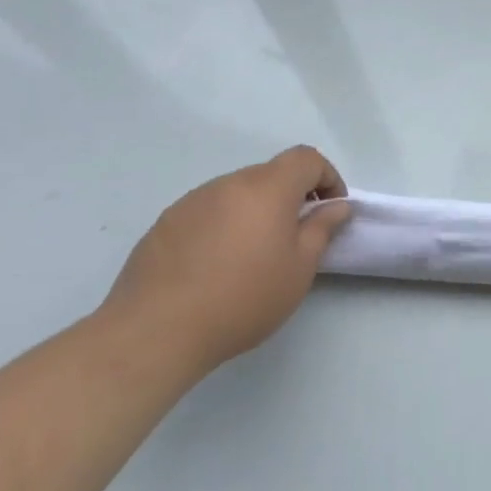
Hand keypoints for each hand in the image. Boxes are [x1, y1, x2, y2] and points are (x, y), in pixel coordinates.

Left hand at [101, 146, 350, 375]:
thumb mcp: (299, 269)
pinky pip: (208, 212)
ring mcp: (192, 201)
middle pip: (270, 174)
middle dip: (291, 196)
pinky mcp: (165, 223)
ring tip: (253, 255)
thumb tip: (335, 206)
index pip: (306, 158)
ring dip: (255, 211)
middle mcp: (228, 184)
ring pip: (237, 193)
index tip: (331, 209)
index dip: (327, 177)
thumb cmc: (243, 298)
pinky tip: (216, 266)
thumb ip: (321, 229)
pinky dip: (224, 226)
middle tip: (296, 236)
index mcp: (267, 188)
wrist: (155, 332)